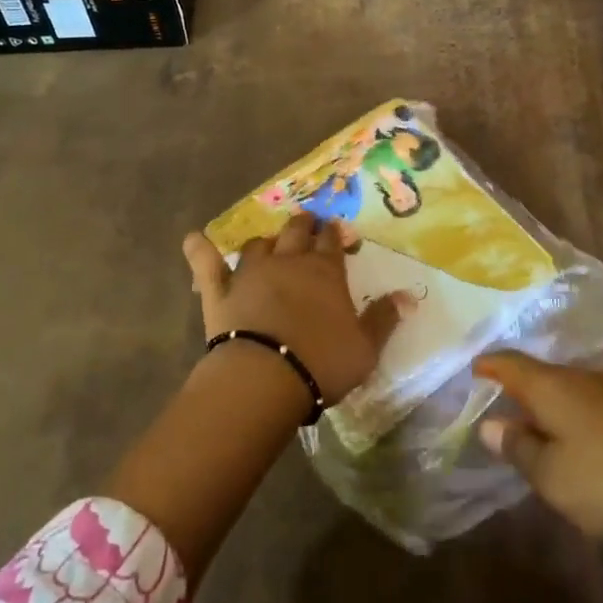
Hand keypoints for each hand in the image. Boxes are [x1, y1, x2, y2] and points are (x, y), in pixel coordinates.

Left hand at [183, 213, 401, 404]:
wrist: (265, 376)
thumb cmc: (321, 361)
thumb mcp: (365, 347)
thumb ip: (385, 318)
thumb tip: (409, 297)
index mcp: (325, 270)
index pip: (332, 241)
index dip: (335, 234)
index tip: (336, 232)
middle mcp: (288, 260)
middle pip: (297, 231)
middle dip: (303, 225)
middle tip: (306, 225)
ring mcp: (251, 272)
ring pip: (258, 244)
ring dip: (265, 242)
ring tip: (269, 245)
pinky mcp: (219, 290)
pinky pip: (206, 263)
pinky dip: (199, 249)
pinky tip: (193, 239)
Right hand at [475, 352, 602, 558]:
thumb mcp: (552, 477)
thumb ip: (518, 448)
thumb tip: (490, 424)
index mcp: (553, 385)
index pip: (510, 362)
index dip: (489, 365)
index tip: (473, 369)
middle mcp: (583, 374)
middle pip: (542, 374)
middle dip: (522, 390)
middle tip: (506, 412)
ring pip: (573, 388)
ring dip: (555, 405)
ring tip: (546, 431)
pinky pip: (598, 402)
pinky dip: (582, 416)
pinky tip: (589, 442)